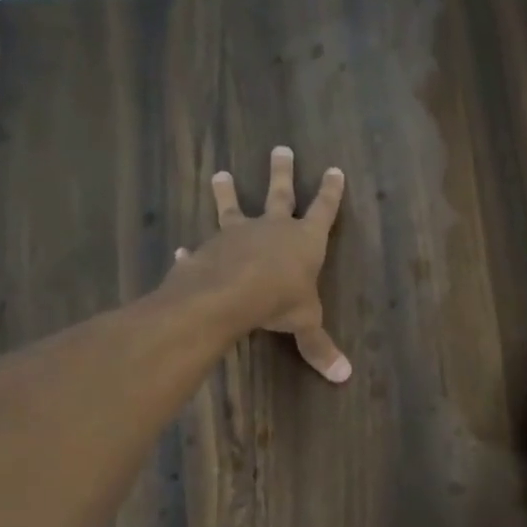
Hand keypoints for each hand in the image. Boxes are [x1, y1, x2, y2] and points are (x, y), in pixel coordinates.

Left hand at [167, 146, 350, 382]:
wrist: (229, 294)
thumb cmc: (279, 300)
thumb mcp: (306, 324)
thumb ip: (320, 347)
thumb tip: (345, 377)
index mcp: (304, 240)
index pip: (323, 210)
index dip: (331, 192)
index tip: (335, 169)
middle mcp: (271, 228)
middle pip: (280, 194)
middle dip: (282, 172)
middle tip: (281, 149)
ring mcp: (237, 235)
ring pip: (233, 207)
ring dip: (228, 191)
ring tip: (220, 173)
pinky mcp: (209, 249)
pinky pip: (201, 248)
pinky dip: (192, 250)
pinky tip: (181, 249)